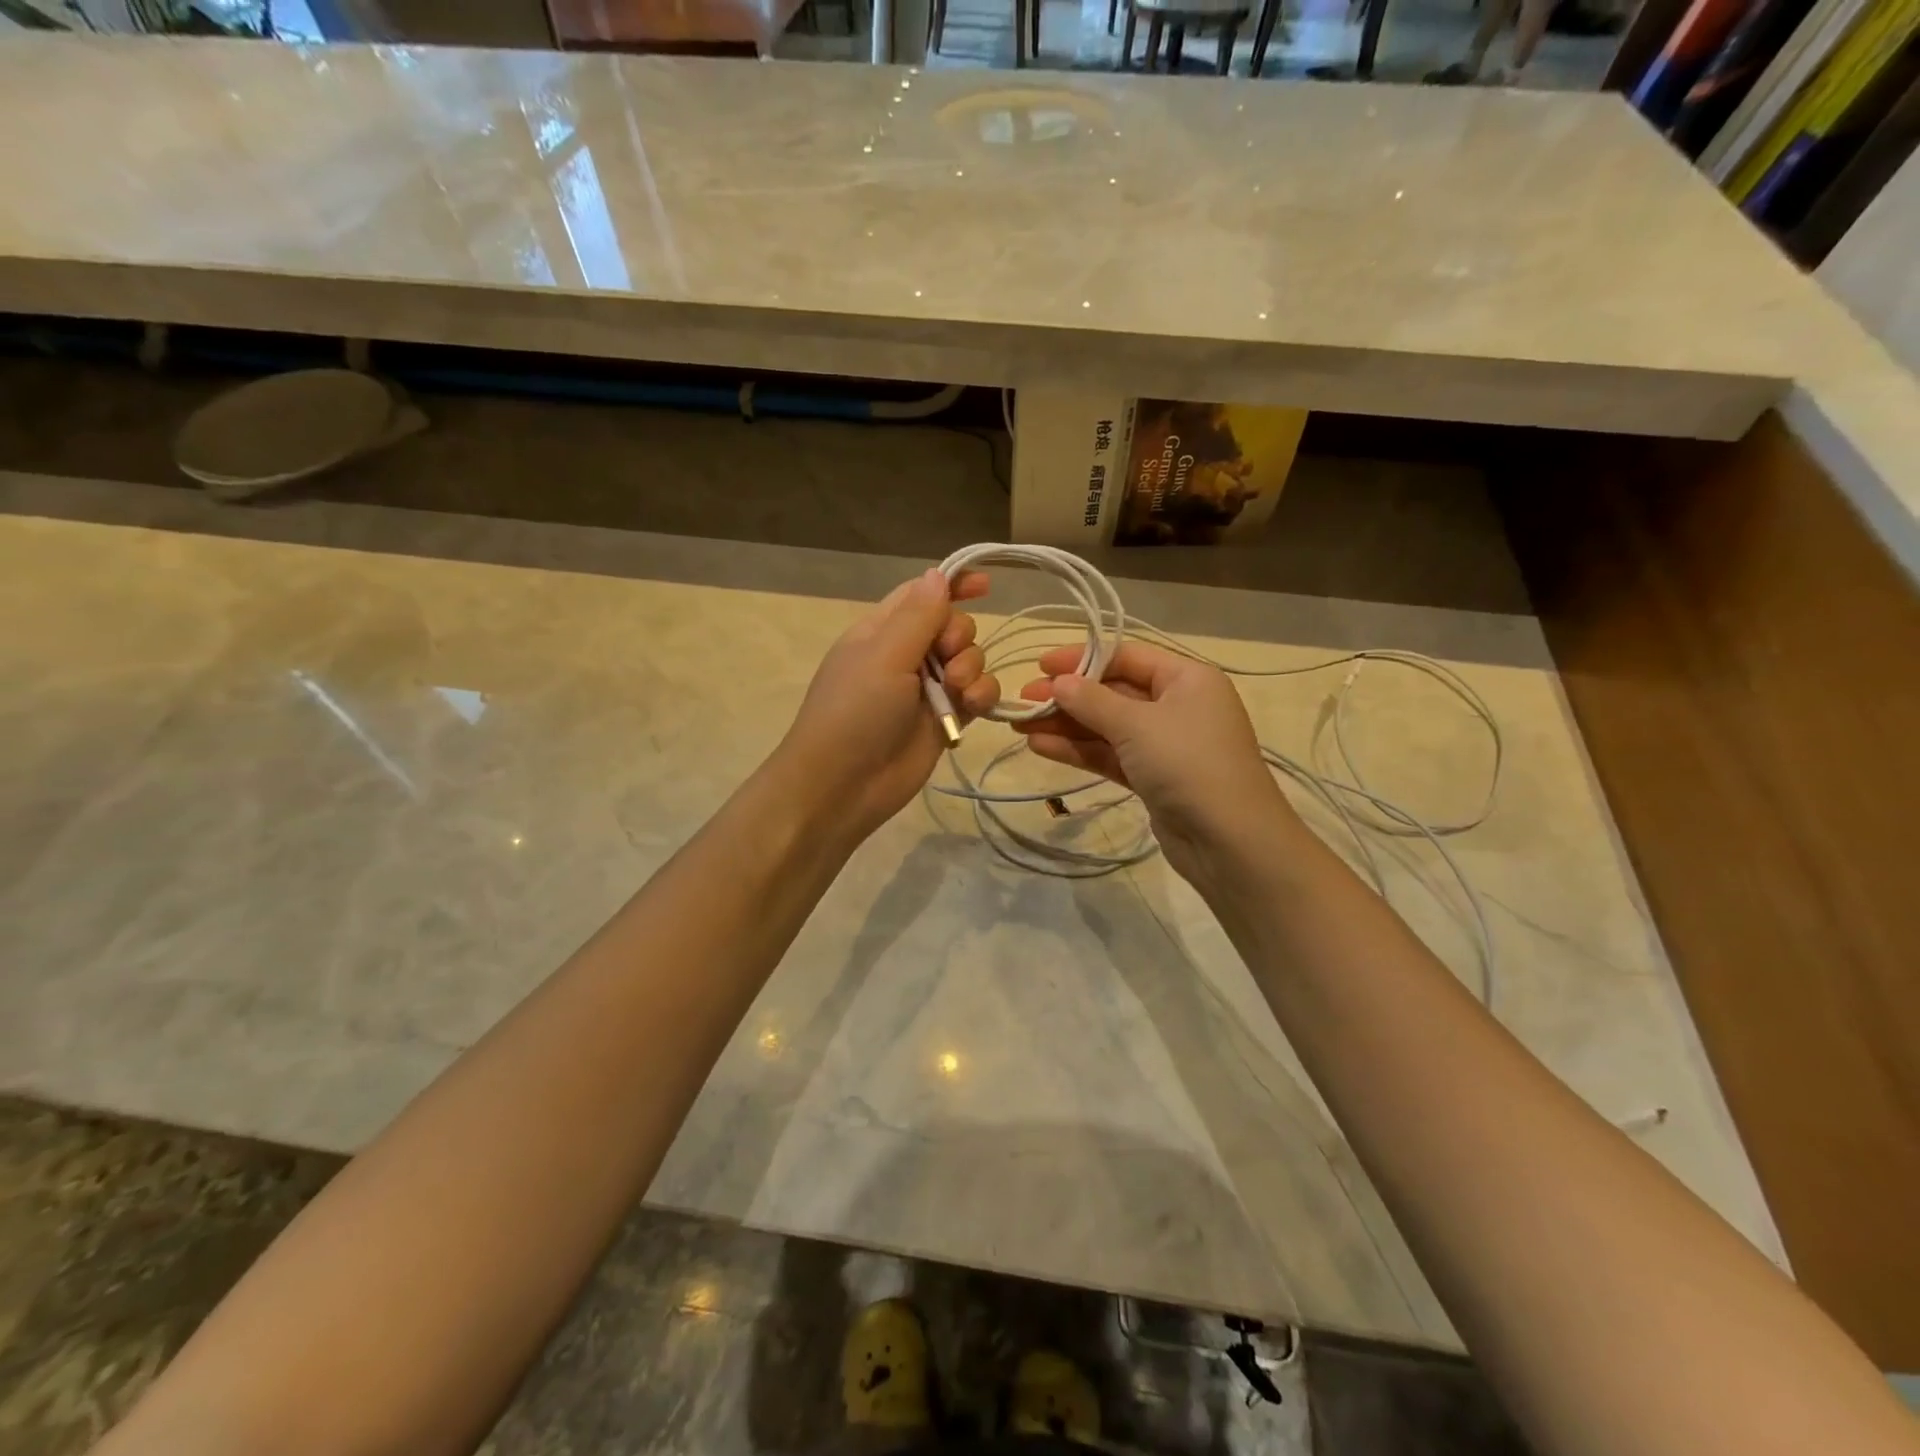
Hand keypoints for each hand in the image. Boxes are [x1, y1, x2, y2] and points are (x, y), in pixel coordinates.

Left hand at [777, 568, 1000, 843]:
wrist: (844, 786)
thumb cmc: (855, 712)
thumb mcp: (884, 656)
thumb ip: (918, 615)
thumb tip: (938, 574)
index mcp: (882, 631)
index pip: (921, 594)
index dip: (953, 584)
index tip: (986, 584)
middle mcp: (906, 655)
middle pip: (953, 625)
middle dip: (960, 635)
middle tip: (947, 657)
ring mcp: (928, 689)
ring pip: (970, 659)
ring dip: (973, 667)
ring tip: (957, 690)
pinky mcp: (946, 720)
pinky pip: (977, 694)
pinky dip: (982, 695)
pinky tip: (974, 706)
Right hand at [1014, 642, 1294, 880]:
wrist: (1230, 842)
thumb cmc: (1188, 764)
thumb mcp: (1137, 724)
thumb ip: (1092, 701)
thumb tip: (1057, 683)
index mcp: (1187, 678)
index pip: (1126, 656)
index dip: (1081, 658)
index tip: (1039, 665)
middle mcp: (1178, 705)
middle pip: (1114, 692)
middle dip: (1068, 696)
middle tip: (1023, 699)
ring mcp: (1166, 745)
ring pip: (1108, 727)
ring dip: (1066, 725)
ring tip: (1020, 724)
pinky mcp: (1153, 778)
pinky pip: (1111, 755)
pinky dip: (1079, 750)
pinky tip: (1041, 746)